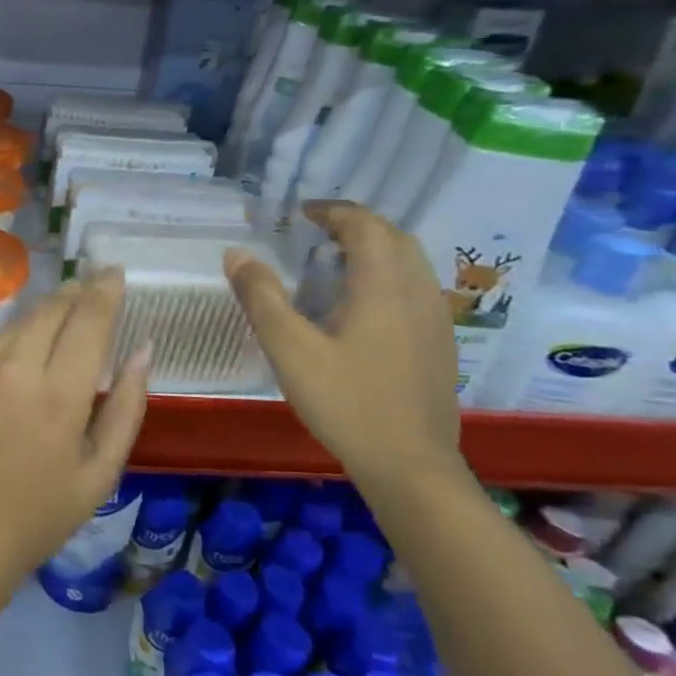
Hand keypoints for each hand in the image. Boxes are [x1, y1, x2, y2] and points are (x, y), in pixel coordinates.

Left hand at [0, 271, 151, 594]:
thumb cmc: (39, 517)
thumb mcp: (100, 473)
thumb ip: (127, 407)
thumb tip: (143, 351)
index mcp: (59, 392)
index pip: (89, 318)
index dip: (105, 290)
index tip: (115, 272)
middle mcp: (15, 368)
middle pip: (50, 309)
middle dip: (75, 293)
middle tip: (92, 288)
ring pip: (18, 323)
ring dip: (45, 312)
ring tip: (64, 314)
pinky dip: (16, 343)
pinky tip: (23, 360)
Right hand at [225, 200, 463, 489]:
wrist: (410, 464)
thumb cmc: (346, 402)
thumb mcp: (289, 349)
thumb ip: (261, 297)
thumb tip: (235, 253)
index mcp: (383, 285)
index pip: (365, 225)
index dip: (333, 211)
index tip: (300, 213)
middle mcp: (417, 291)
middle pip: (394, 237)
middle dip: (356, 225)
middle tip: (316, 231)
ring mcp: (435, 318)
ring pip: (410, 262)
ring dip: (375, 248)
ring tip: (336, 260)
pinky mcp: (439, 343)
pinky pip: (416, 287)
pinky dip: (388, 275)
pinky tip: (363, 304)